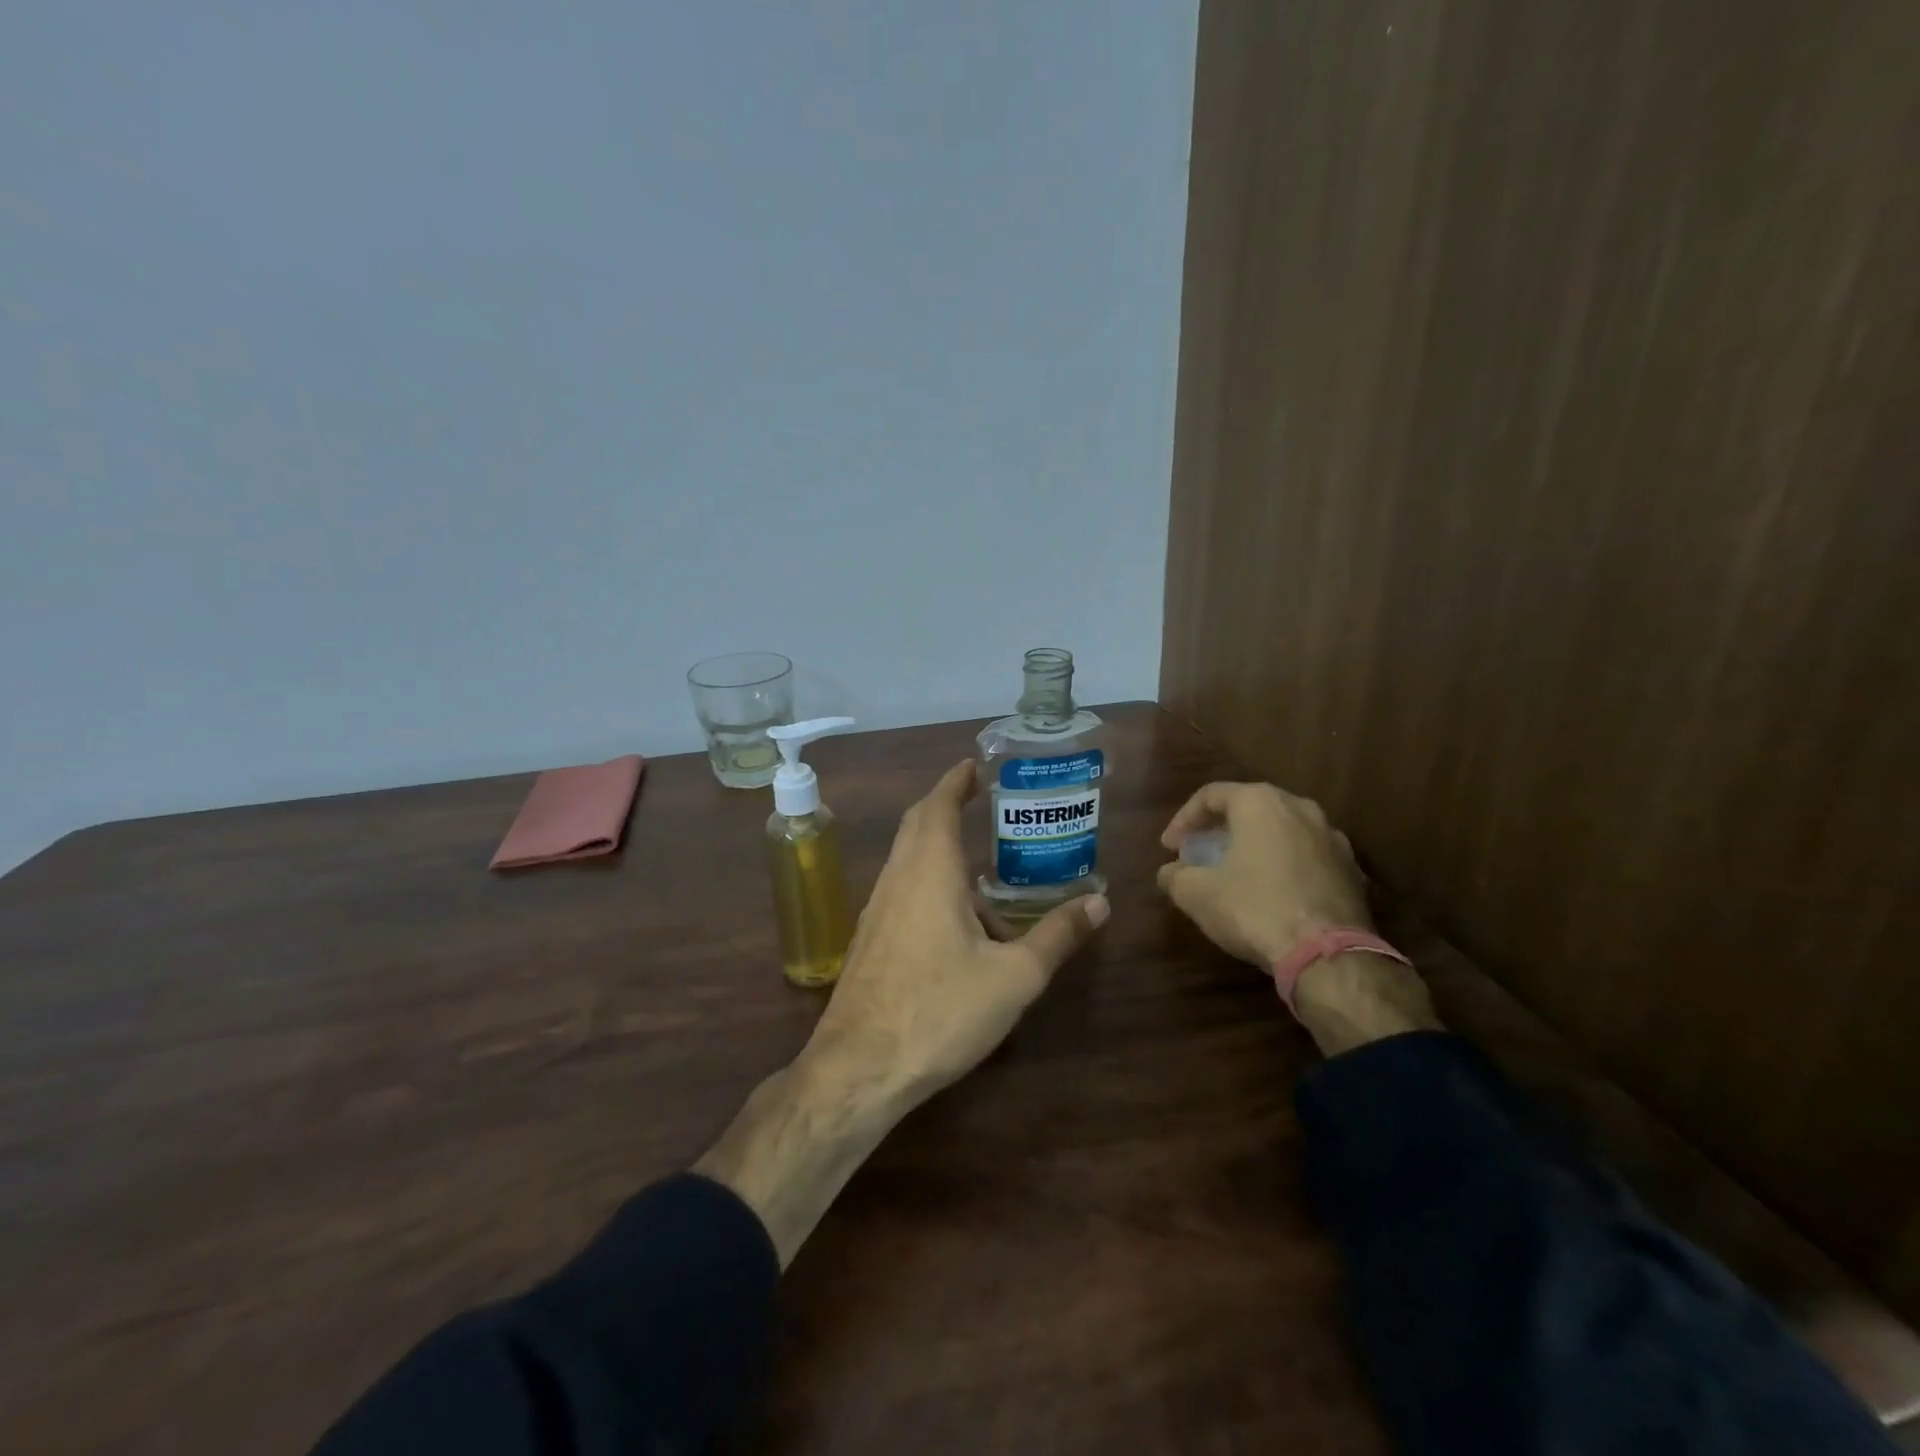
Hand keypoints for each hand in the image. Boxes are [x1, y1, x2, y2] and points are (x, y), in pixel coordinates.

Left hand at [809, 758, 1108, 1102]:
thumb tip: (1100, 903)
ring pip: (909, 861)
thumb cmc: (940, 1011)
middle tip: (983, 801)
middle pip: (917, 825)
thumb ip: (1057, 936)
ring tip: (988, 874)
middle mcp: (897, 879)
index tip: (976, 765)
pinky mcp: (871, 940)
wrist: (860, 1068)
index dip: (956, 781)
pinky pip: (904, 891)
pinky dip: (932, 884)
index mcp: (929, 871)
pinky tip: (961, 925)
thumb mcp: (1014, 977)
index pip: (937, 805)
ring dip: (942, 851)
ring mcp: (877, 910)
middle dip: (947, 806)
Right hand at [1155, 781, 1368, 967]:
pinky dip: (1283, 867)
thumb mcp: (1196, 894)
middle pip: (1250, 808)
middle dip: (1220, 830)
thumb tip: (1170, 873)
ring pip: (1282, 831)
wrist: (1328, 955)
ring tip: (1235, 873)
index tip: (1170, 848)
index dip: (1183, 820)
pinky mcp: (1352, 871)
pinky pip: (1306, 857)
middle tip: (1200, 854)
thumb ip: (1175, 876)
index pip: (1211, 795)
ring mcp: (1333, 839)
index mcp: (1261, 803)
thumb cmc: (1254, 909)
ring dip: (1254, 846)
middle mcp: (1301, 808)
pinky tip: (1271, 895)